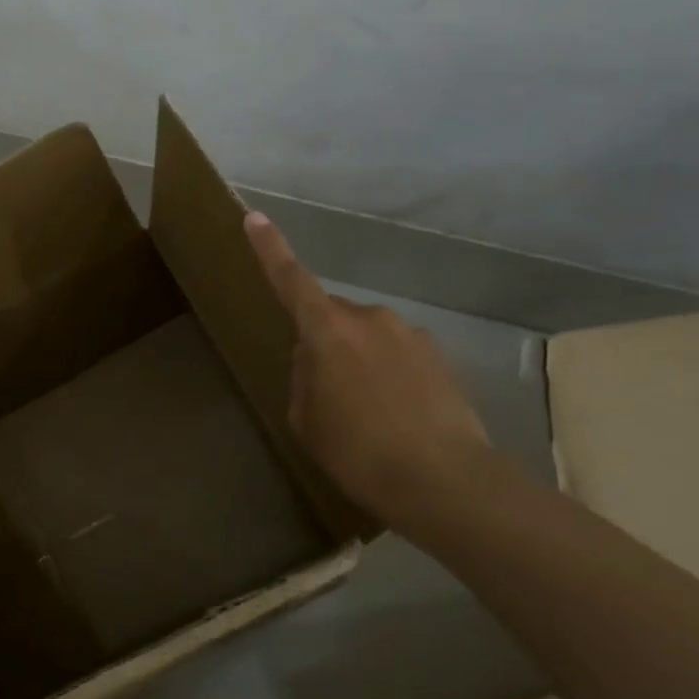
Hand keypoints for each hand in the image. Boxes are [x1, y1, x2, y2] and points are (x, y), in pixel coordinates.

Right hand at [244, 211, 490, 523]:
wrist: (444, 481)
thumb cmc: (358, 452)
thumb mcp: (307, 421)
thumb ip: (303, 378)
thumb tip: (315, 358)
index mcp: (327, 331)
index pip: (290, 280)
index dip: (270, 249)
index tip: (254, 217)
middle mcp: (369, 319)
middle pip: (332, 318)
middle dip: (323, 342)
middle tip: (326, 394)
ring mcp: (409, 334)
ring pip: (366, 338)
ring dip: (358, 362)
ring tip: (366, 415)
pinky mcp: (438, 355)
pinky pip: (397, 355)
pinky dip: (389, 376)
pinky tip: (397, 416)